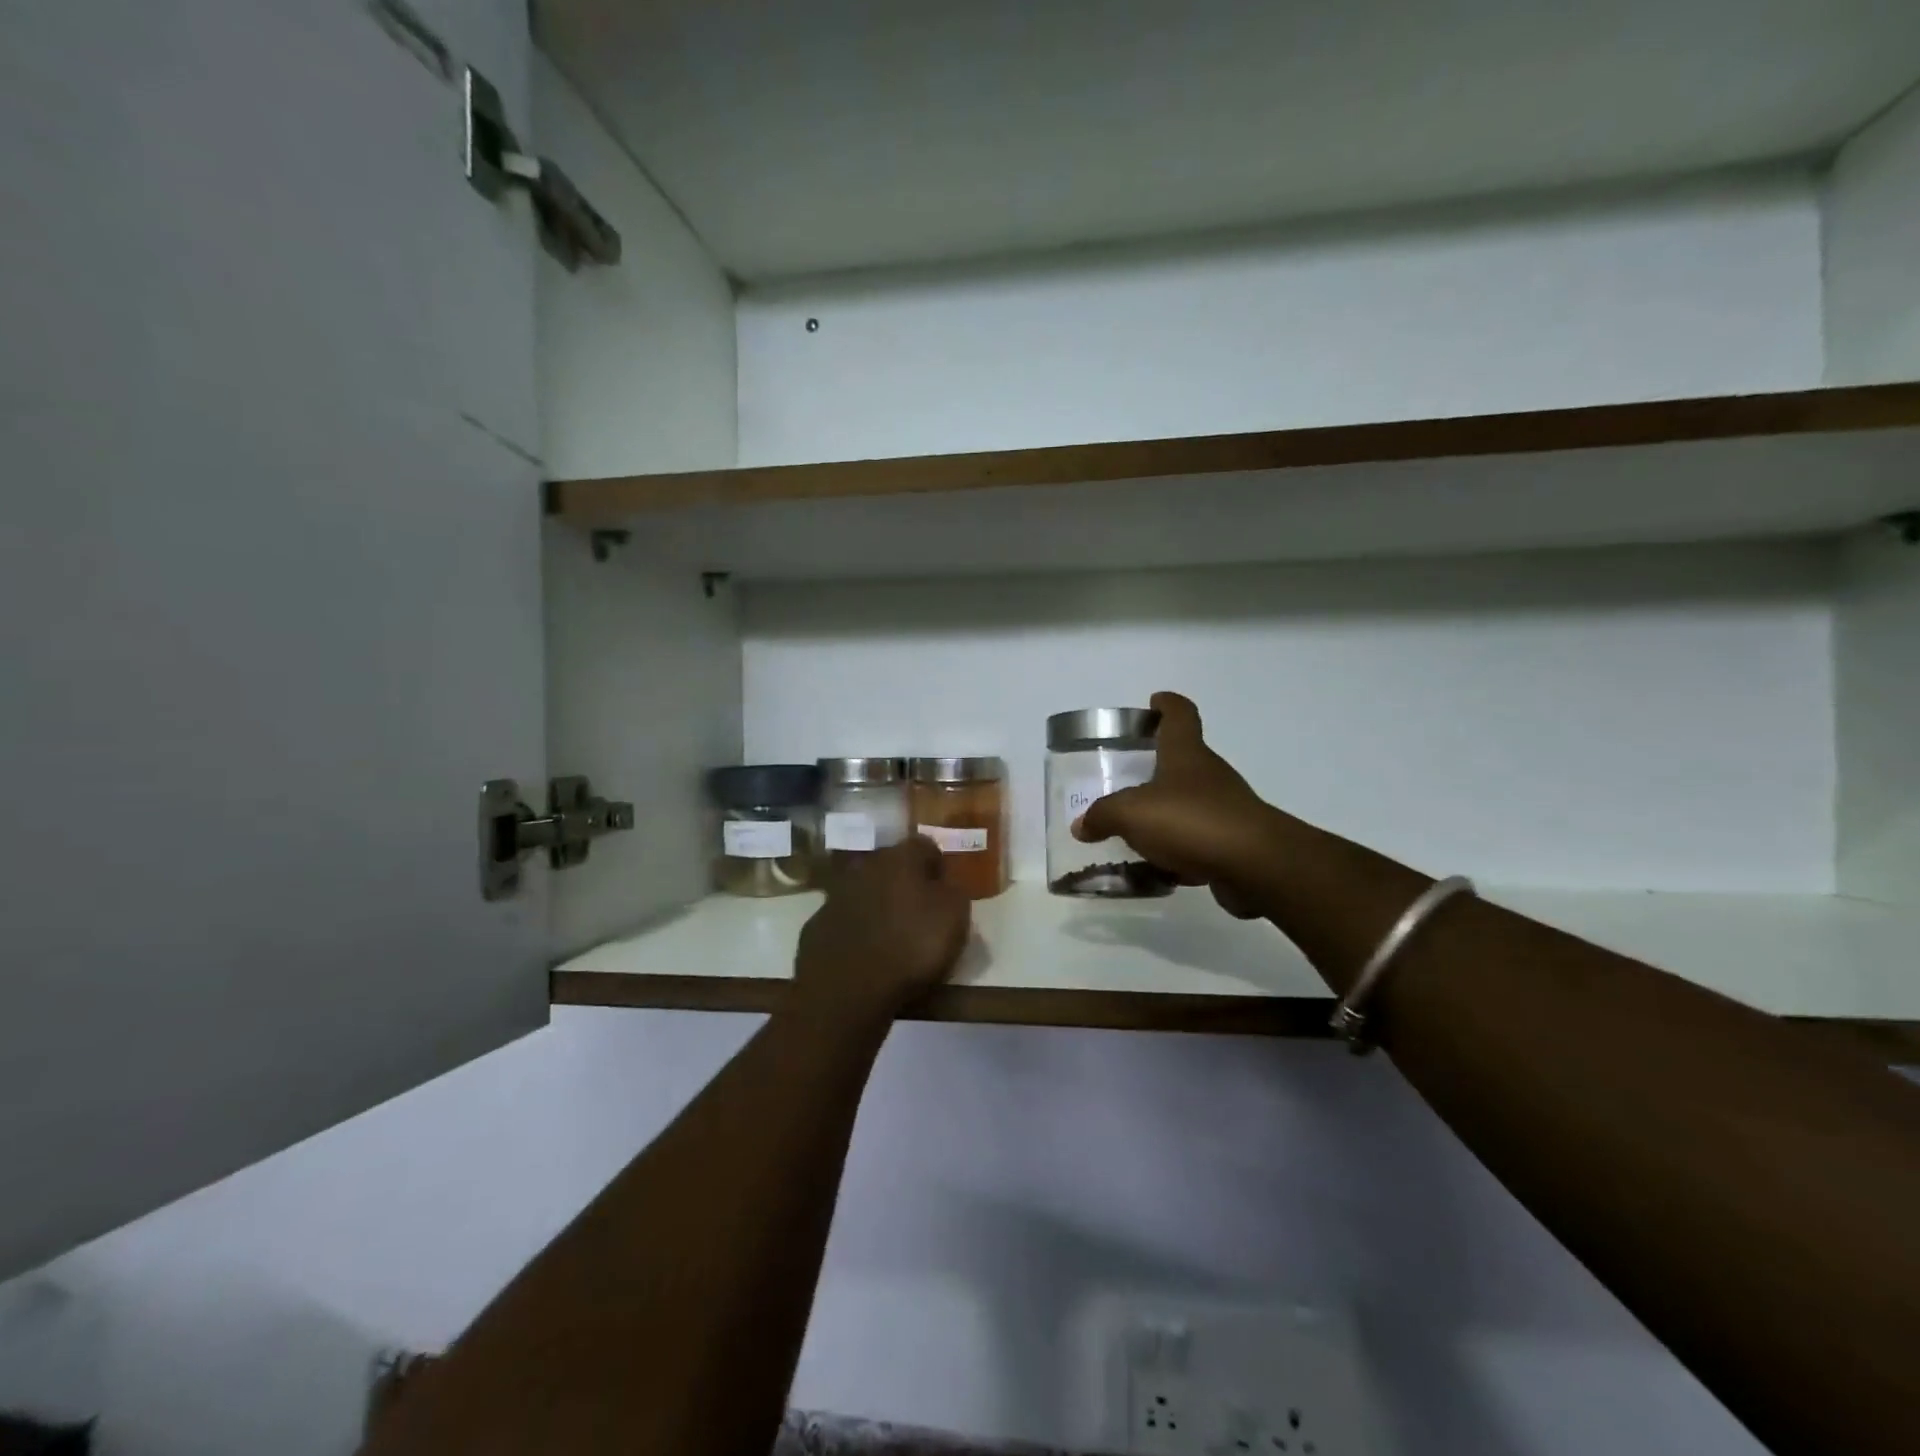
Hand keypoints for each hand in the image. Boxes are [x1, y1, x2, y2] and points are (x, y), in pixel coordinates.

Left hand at [793, 837, 971, 1024]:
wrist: (847, 989)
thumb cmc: (911, 947)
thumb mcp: (955, 917)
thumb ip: (954, 892)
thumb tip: (945, 885)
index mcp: (901, 858)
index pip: (926, 846)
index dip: (938, 866)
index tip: (946, 891)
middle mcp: (865, 866)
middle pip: (891, 866)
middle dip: (905, 883)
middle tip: (919, 912)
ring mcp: (835, 895)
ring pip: (864, 891)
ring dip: (878, 905)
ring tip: (892, 936)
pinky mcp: (816, 925)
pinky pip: (844, 920)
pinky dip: (856, 930)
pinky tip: (865, 954)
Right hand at [1073, 692, 1279, 918]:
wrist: (1255, 865)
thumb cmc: (1192, 821)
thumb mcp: (1132, 813)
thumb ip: (1103, 815)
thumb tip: (1081, 825)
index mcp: (1186, 754)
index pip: (1180, 715)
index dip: (1167, 705)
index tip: (1154, 701)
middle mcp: (1209, 775)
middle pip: (1182, 760)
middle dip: (1156, 766)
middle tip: (1124, 778)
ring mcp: (1225, 809)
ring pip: (1188, 803)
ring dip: (1165, 813)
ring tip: (1132, 830)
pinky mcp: (1232, 843)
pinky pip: (1197, 841)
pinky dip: (1178, 850)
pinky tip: (1156, 867)